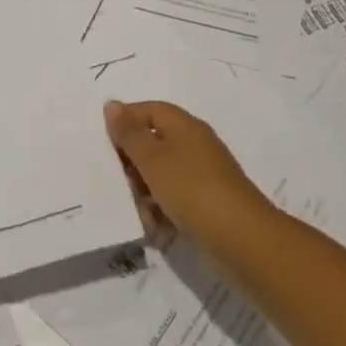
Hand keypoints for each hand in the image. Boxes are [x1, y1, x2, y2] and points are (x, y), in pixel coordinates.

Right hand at [103, 100, 277, 258]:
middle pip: (153, 144)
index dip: (125, 122)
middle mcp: (194, 146)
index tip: (103, 144)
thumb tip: (112, 104)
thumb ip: (129, 133)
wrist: (242, 241)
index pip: (149, 110)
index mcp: (184, 126)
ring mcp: (202, 176)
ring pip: (161, 177)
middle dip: (132, 166)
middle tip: (118, 184)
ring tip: (140, 215)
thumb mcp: (153, 159)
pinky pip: (174, 201)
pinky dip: (162, 213)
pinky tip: (155, 231)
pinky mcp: (206, 205)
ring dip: (144, 194)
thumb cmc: (192, 190)